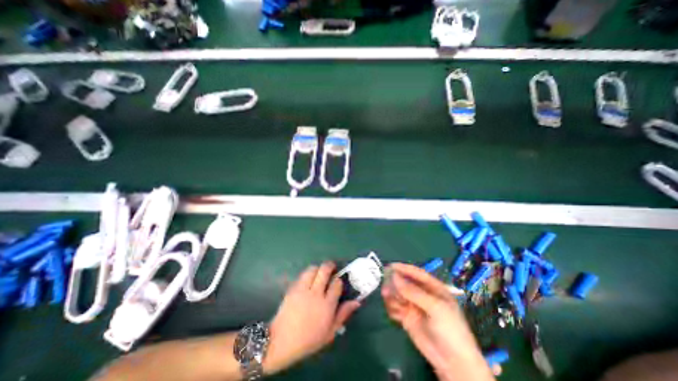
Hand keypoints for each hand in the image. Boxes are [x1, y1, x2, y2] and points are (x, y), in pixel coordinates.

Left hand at [264, 261, 363, 374]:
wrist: (281, 341)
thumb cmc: (309, 340)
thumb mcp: (330, 332)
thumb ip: (343, 314)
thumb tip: (356, 302)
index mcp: (327, 305)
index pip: (337, 284)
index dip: (339, 280)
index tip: (338, 282)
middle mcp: (316, 293)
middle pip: (325, 270)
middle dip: (330, 265)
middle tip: (332, 268)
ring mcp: (303, 289)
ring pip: (313, 269)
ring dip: (318, 268)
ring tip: (319, 274)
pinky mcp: (293, 288)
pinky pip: (302, 275)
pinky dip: (307, 274)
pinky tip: (308, 281)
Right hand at [383, 264, 496, 380]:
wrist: (453, 363)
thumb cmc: (449, 329)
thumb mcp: (434, 307)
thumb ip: (413, 292)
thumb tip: (394, 276)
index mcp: (433, 288)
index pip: (416, 273)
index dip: (404, 268)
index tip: (390, 266)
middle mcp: (422, 294)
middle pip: (405, 283)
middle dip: (395, 283)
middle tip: (385, 286)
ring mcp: (414, 306)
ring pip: (398, 294)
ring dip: (392, 295)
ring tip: (388, 299)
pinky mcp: (408, 317)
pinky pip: (396, 307)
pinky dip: (392, 308)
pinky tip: (395, 314)